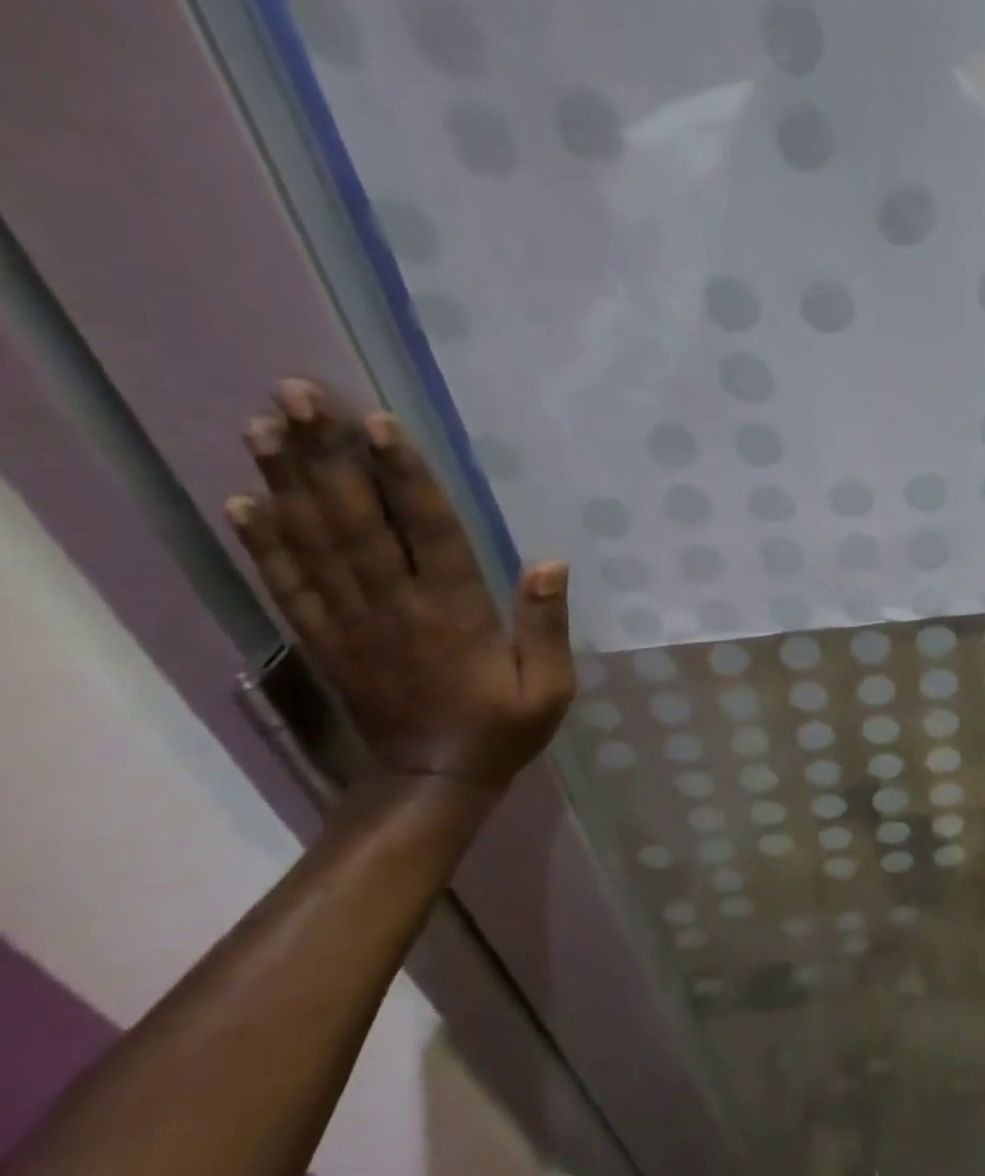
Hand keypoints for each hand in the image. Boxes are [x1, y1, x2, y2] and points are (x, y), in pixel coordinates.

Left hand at [225, 380, 574, 790]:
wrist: (432, 780)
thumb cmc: (502, 728)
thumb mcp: (549, 687)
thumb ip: (547, 625)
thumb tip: (550, 562)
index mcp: (453, 614)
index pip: (426, 531)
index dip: (402, 476)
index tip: (377, 423)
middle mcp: (393, 608)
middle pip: (355, 522)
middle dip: (325, 455)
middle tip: (295, 395)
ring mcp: (350, 624)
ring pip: (314, 544)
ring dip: (286, 482)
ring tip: (261, 426)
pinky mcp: (325, 641)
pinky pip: (288, 587)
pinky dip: (262, 544)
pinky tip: (243, 502)